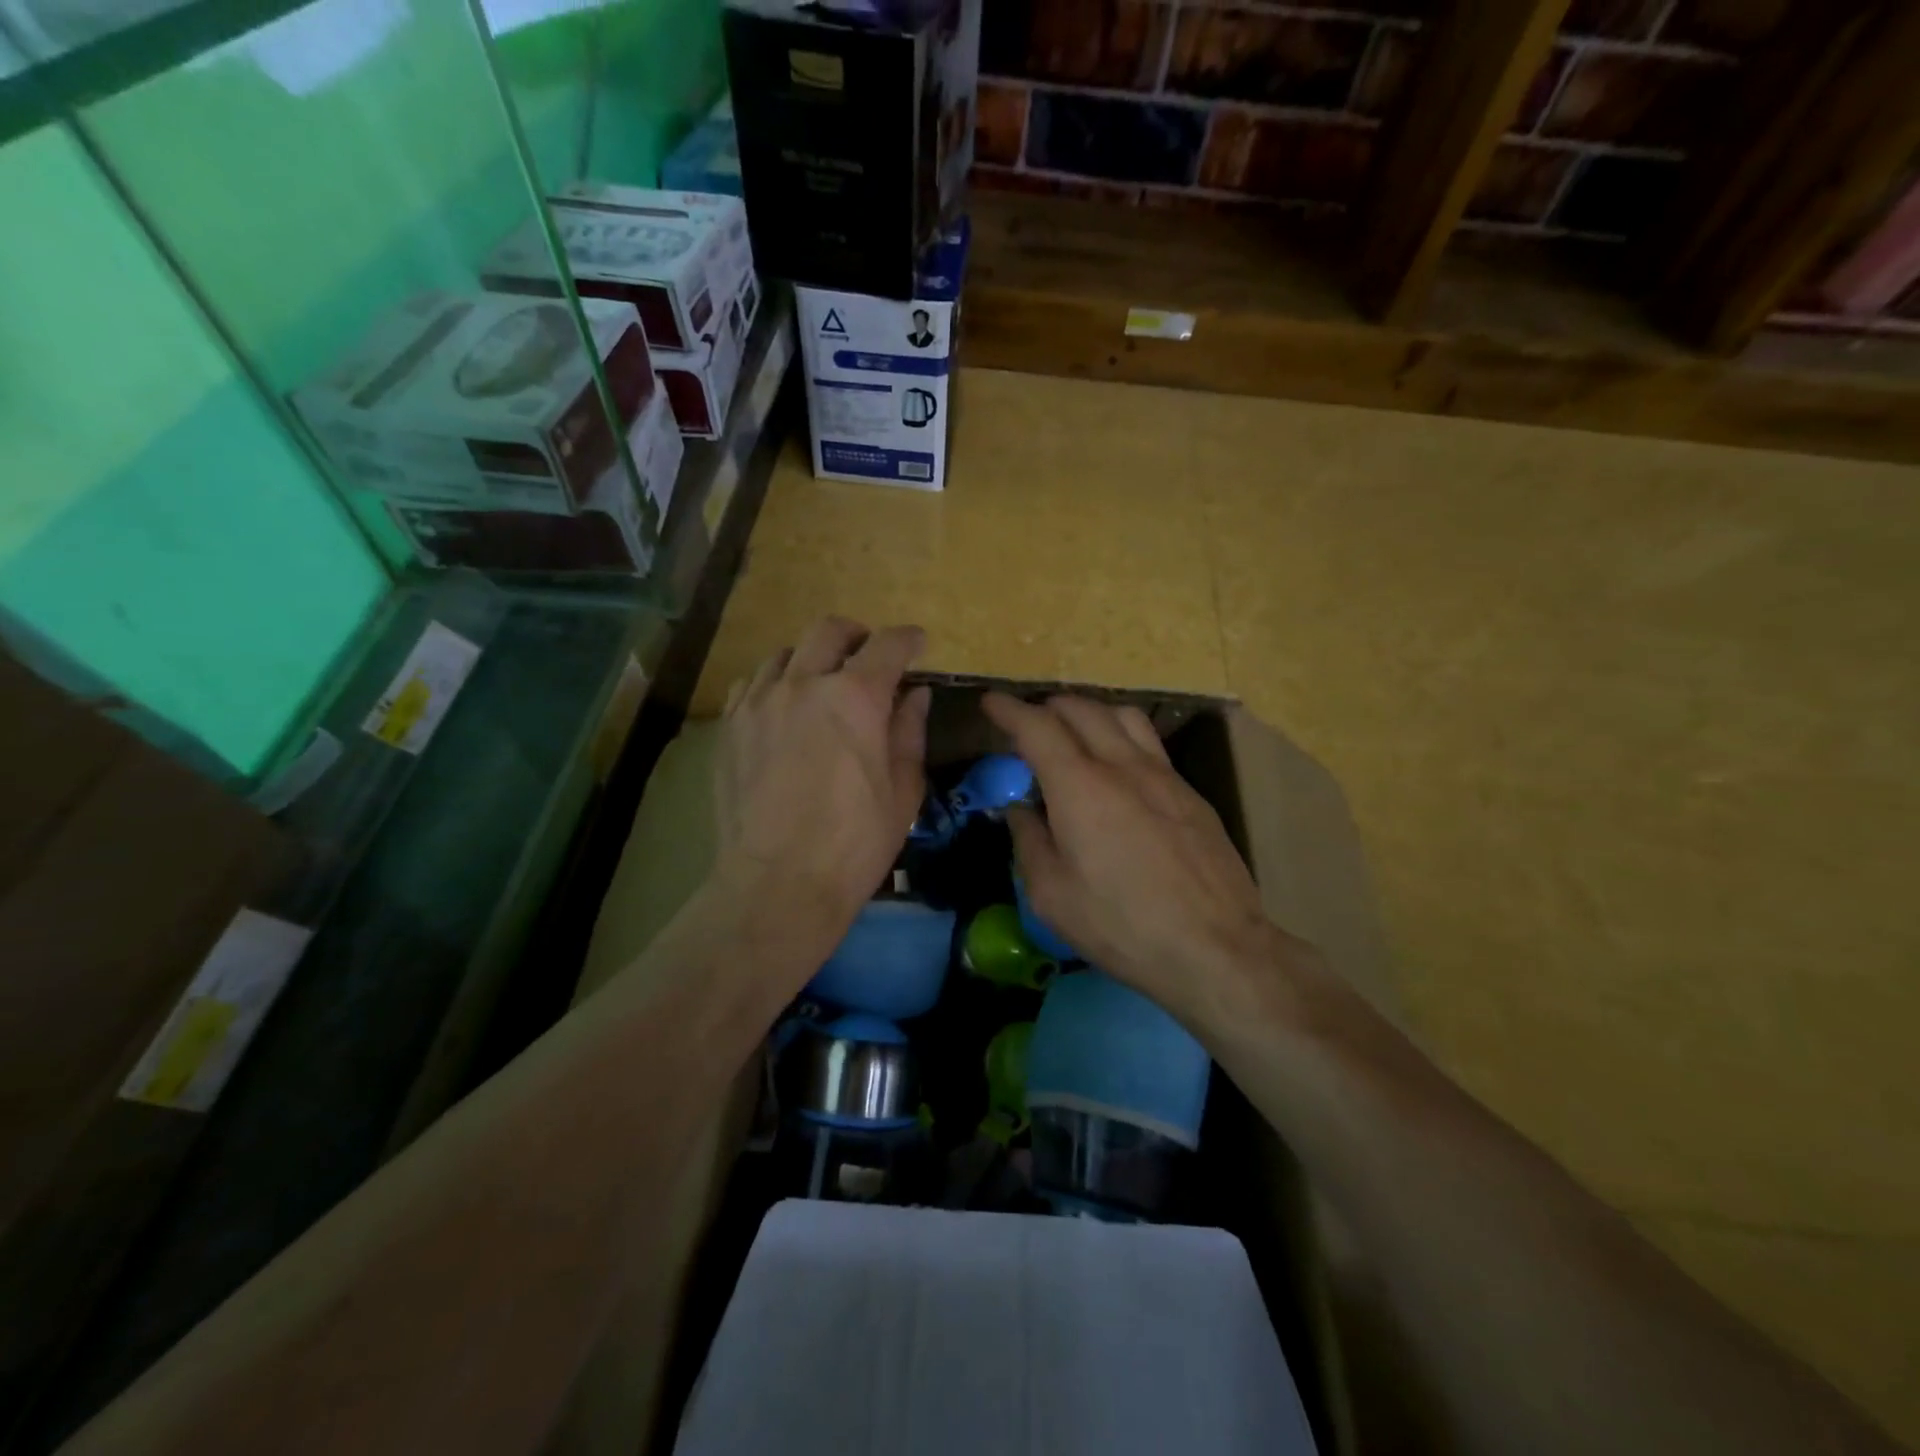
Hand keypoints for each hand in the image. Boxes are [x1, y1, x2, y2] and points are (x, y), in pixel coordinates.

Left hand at [718, 618, 930, 932]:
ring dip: (812, 658)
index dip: (908, 639)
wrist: (778, 882)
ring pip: (785, 653)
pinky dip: (775, 683)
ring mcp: (759, 702)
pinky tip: (782, 709)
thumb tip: (916, 695)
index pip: (887, 645)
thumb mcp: (902, 790)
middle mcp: (803, 684)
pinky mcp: (729, 726)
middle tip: (869, 658)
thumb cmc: (855, 842)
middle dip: (857, 635)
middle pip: (830, 631)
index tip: (917, 644)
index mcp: (856, 697)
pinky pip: (752, 683)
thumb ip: (909, 732)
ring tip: (822, 684)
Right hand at [982, 693, 1297, 1030]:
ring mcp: (1164, 776)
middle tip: (1027, 725)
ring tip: (1074, 735)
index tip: (990, 702)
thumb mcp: (1052, 895)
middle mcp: (1122, 766)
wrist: (1216, 948)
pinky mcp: (1191, 794)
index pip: (1037, 727)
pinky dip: (1121, 738)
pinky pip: (1150, 744)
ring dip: (1089, 714)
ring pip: (1123, 716)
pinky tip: (1119, 771)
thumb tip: (1020, 810)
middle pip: (1081, 709)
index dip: (1008, 709)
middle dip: (1046, 708)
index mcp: (1080, 787)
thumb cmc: (1122, 926)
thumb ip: (1029, 841)